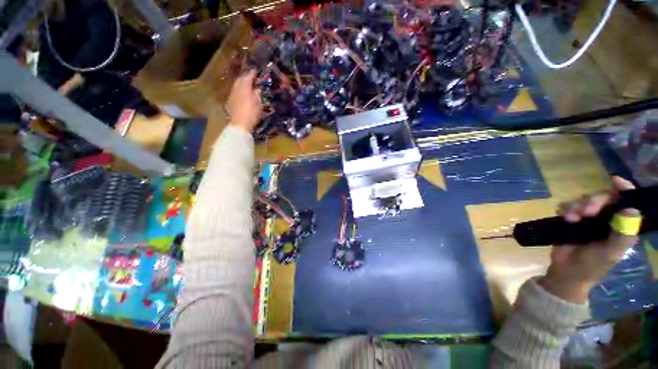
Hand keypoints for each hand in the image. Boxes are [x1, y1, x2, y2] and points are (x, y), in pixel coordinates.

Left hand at [227, 70, 261, 132]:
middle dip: (245, 77)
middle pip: (240, 80)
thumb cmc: (251, 114)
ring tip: (246, 84)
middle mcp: (237, 90)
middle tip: (250, 77)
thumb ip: (257, 95)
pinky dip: (239, 89)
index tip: (255, 71)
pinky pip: (235, 91)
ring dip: (241, 83)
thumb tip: (257, 89)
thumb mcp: (258, 105)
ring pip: (236, 85)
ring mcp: (232, 95)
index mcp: (244, 89)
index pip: (247, 78)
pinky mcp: (230, 102)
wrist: (239, 124)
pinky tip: (242, 92)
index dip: (251, 74)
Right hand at [538, 176, 640, 303]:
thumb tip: (632, 210)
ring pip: (584, 200)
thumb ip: (623, 234)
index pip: (627, 201)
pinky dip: (565, 208)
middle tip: (585, 211)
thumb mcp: (611, 252)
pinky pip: (568, 206)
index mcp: (622, 225)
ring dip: (577, 206)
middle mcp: (607, 218)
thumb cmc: (593, 265)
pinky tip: (564, 217)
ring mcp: (589, 219)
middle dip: (594, 201)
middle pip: (604, 197)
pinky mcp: (572, 220)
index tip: (615, 180)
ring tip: (571, 218)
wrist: (567, 271)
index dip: (624, 189)